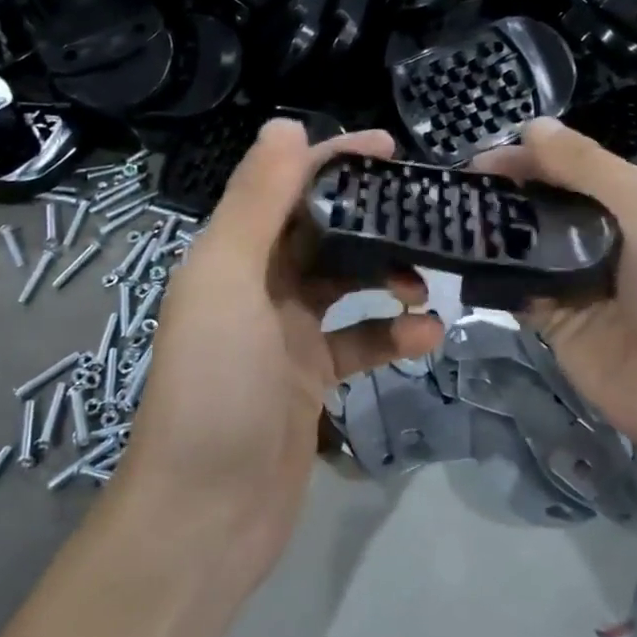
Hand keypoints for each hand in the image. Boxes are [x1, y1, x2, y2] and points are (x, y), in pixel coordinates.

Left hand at [120, 121, 445, 587]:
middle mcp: (256, 283)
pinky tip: (427, 337)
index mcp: (231, 253)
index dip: (334, 159)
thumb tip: (286, 123)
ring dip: (389, 276)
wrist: (206, 514)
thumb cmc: (216, 387)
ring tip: (427, 284)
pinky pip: (359, 340)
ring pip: (348, 284)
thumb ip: (258, 202)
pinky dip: (392, 333)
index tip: (392, 149)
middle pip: (323, 231)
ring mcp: (285, 333)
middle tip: (429, 213)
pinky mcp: (311, 377)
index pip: (286, 185)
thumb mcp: (230, 281)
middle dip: (373, 218)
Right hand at [478, 118, 636, 469]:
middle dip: (508, 193)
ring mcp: (584, 285)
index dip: (533, 158)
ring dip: (496, 234)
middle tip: (456, 189)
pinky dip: (495, 277)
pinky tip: (462, 262)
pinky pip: (521, 292)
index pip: (578, 168)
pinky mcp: (561, 326)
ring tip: (449, 218)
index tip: (483, 158)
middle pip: (550, 205)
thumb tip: (532, 125)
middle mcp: (612, 239)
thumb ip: (586, 166)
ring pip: (530, 248)